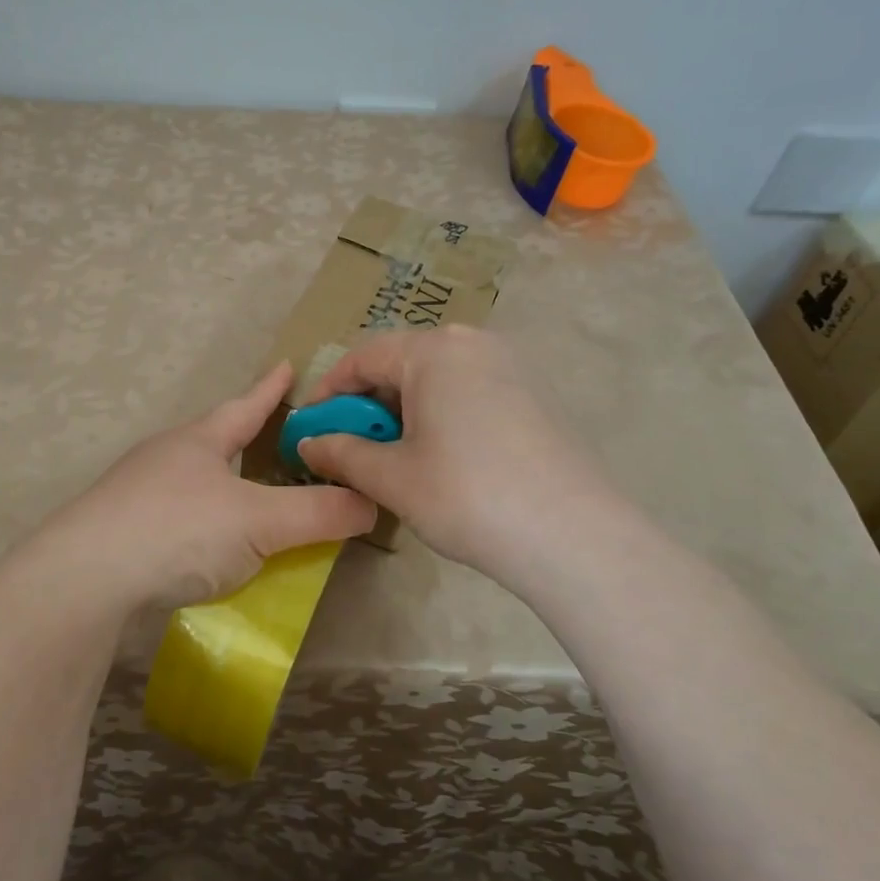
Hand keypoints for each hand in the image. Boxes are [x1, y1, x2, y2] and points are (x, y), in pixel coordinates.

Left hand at [38, 363, 376, 613]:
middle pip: (214, 439)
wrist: (86, 577)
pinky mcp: (122, 531)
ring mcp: (137, 493)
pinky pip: (177, 517)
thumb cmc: (179, 530)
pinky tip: (209, 545)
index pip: (246, 405)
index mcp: (199, 440)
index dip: (271, 389)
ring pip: (193, 479)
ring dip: (222, 483)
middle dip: (245, 437)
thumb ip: (318, 513)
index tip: (288, 365)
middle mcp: (166, 457)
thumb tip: (372, 502)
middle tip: (277, 440)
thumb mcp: (260, 521)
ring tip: (248, 497)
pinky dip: (203, 522)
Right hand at [297, 327, 623, 585]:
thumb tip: (307, 443)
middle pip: (402, 363)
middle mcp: (474, 344)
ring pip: (437, 379)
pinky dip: (440, 415)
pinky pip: (470, 392)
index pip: (363, 357)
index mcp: (434, 351)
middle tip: (350, 446)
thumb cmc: (465, 495)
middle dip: (368, 404)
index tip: (310, 427)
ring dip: (403, 411)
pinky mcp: (535, 395)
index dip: (328, 392)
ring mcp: (511, 367)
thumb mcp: (391, 477)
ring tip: (392, 456)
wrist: (572, 536)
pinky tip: (440, 458)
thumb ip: (341, 453)